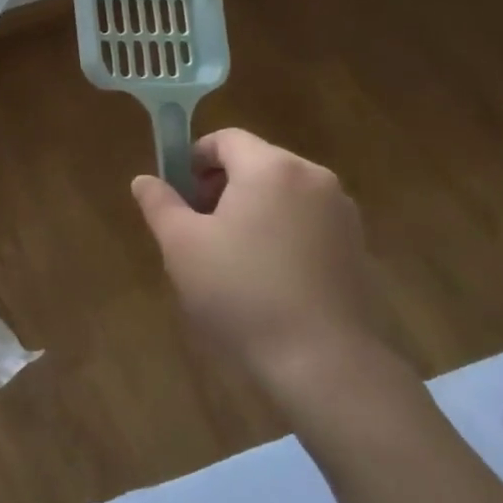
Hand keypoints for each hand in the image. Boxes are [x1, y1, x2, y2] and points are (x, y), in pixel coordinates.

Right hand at [131, 128, 383, 388]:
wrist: (325, 363)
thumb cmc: (241, 292)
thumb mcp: (182, 246)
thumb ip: (160, 204)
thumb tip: (144, 179)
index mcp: (271, 168)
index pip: (226, 139)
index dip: (194, 159)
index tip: (178, 195)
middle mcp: (313, 178)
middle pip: (256, 163)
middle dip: (221, 186)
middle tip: (197, 228)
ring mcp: (343, 213)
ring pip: (282, 194)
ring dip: (251, 210)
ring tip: (230, 257)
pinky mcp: (358, 248)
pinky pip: (307, 222)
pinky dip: (281, 233)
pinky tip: (267, 278)